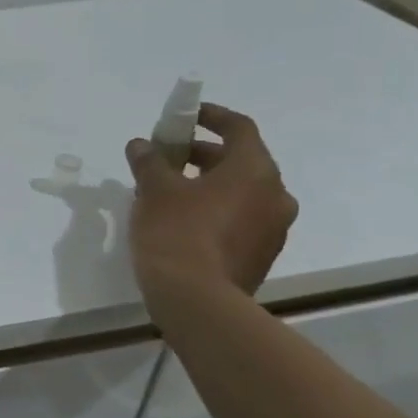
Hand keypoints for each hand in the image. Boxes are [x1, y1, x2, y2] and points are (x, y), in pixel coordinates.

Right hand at [124, 103, 297, 318]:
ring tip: (169, 192)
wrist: (197, 301)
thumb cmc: (177, 233)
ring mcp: (273, 229)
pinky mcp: (261, 255)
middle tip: (168, 158)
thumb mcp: (155, 190)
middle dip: (203, 154)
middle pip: (240, 161)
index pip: (239, 128)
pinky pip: (240, 219)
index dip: (211, 116)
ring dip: (208, 185)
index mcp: (255, 171)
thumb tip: (141, 145)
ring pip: (241, 193)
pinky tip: (182, 221)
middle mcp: (275, 195)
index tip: (186, 116)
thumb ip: (149, 162)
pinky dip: (215, 210)